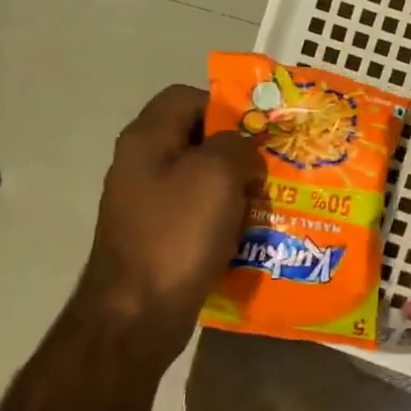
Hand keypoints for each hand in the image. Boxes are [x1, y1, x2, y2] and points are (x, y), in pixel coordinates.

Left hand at [74, 84, 255, 355]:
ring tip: (267, 205)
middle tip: (271, 170)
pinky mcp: (160, 238)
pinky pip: (200, 216)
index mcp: (147, 140)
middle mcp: (142, 166)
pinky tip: (249, 235)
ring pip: (203, 181)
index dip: (224, 107)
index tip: (258, 132)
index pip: (186, 97)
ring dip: (237, 190)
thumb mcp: (217, 174)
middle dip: (238, 153)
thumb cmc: (177, 234)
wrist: (138, 313)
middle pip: (197, 141)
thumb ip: (237, 146)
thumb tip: (243, 152)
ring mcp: (149, 205)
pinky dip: (226, 221)